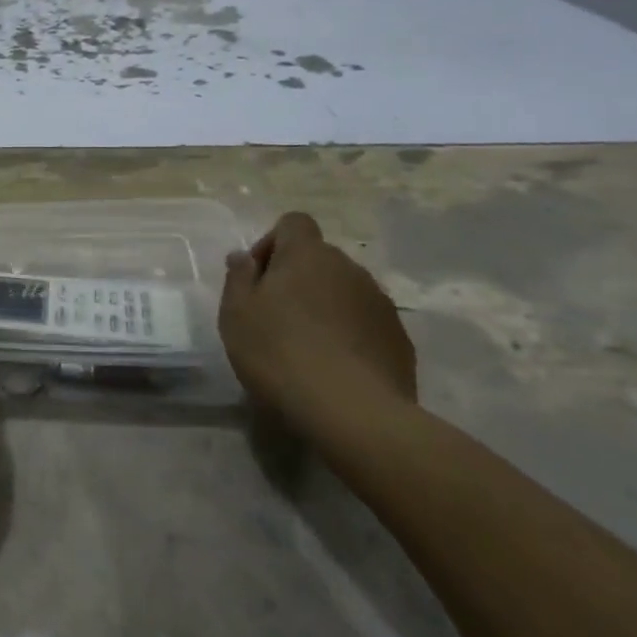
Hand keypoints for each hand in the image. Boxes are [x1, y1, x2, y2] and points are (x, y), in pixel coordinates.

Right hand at [219, 213, 416, 439]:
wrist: (354, 414)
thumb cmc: (281, 353)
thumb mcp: (236, 314)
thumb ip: (238, 277)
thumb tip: (243, 256)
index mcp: (307, 254)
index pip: (293, 223)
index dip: (273, 243)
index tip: (259, 279)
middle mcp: (348, 268)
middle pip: (319, 259)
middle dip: (298, 279)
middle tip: (277, 318)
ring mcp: (380, 303)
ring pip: (344, 292)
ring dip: (326, 308)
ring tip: (308, 349)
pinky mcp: (399, 339)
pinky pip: (366, 324)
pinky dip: (351, 336)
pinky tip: (337, 370)